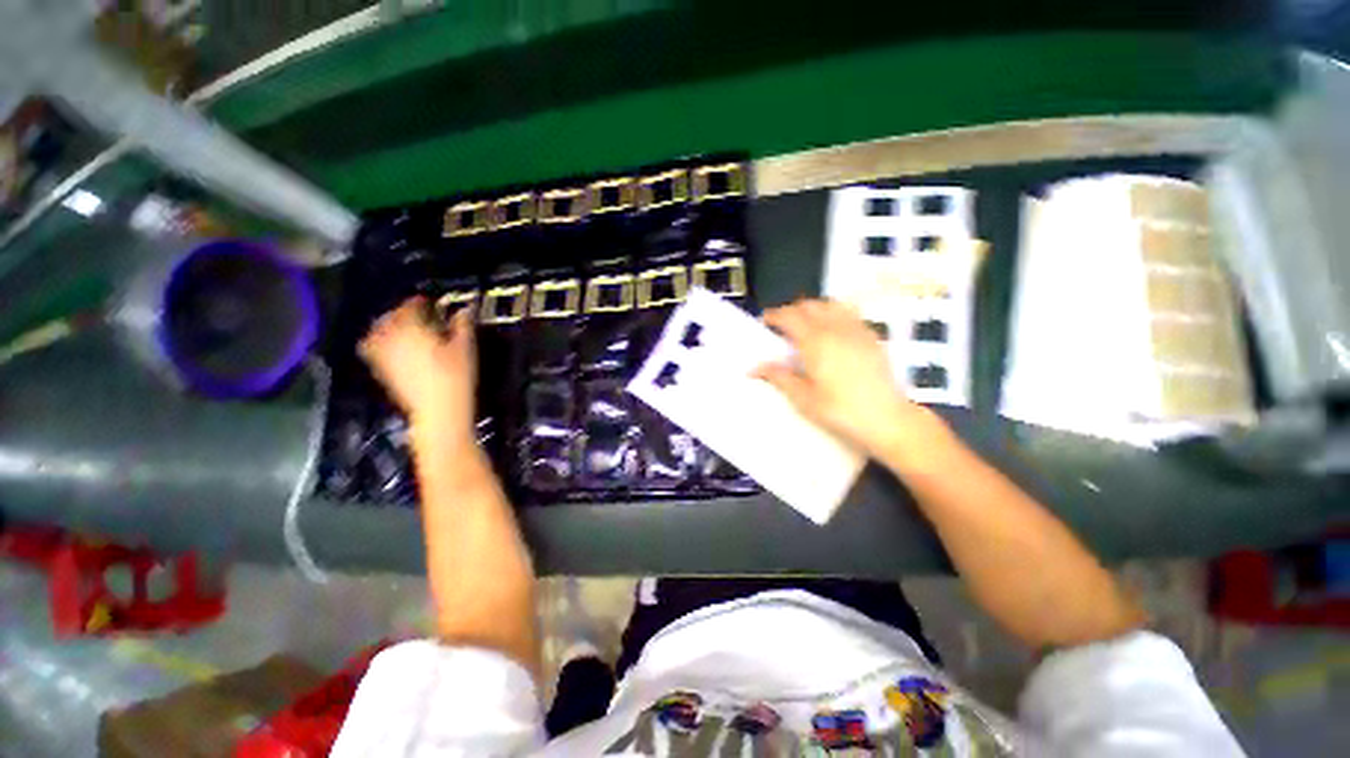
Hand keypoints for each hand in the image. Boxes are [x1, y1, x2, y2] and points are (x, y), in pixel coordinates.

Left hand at [360, 297, 476, 449]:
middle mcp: (391, 337)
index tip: (433, 303)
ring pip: (378, 331)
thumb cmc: (456, 377)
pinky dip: (380, 342)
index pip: (411, 306)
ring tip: (404, 328)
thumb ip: (463, 325)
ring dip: (390, 325)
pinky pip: (373, 348)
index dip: (422, 302)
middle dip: (403, 312)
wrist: (439, 411)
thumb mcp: (465, 348)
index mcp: (412, 328)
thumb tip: (464, 309)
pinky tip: (394, 346)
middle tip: (421, 314)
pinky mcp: (382, 370)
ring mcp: (383, 354)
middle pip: (391, 317)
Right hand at [755, 299, 939, 457]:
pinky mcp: (871, 337)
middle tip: (783, 326)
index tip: (765, 321)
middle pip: (809, 305)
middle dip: (792, 311)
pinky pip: (849, 313)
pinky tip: (833, 331)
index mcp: (815, 342)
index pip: (789, 316)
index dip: (774, 315)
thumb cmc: (841, 410)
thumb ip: (779, 377)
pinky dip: (835, 313)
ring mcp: (856, 330)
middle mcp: (835, 329)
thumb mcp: (803, 399)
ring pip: (830, 304)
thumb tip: (755, 368)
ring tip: (807, 324)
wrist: (887, 419)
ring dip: (814, 308)